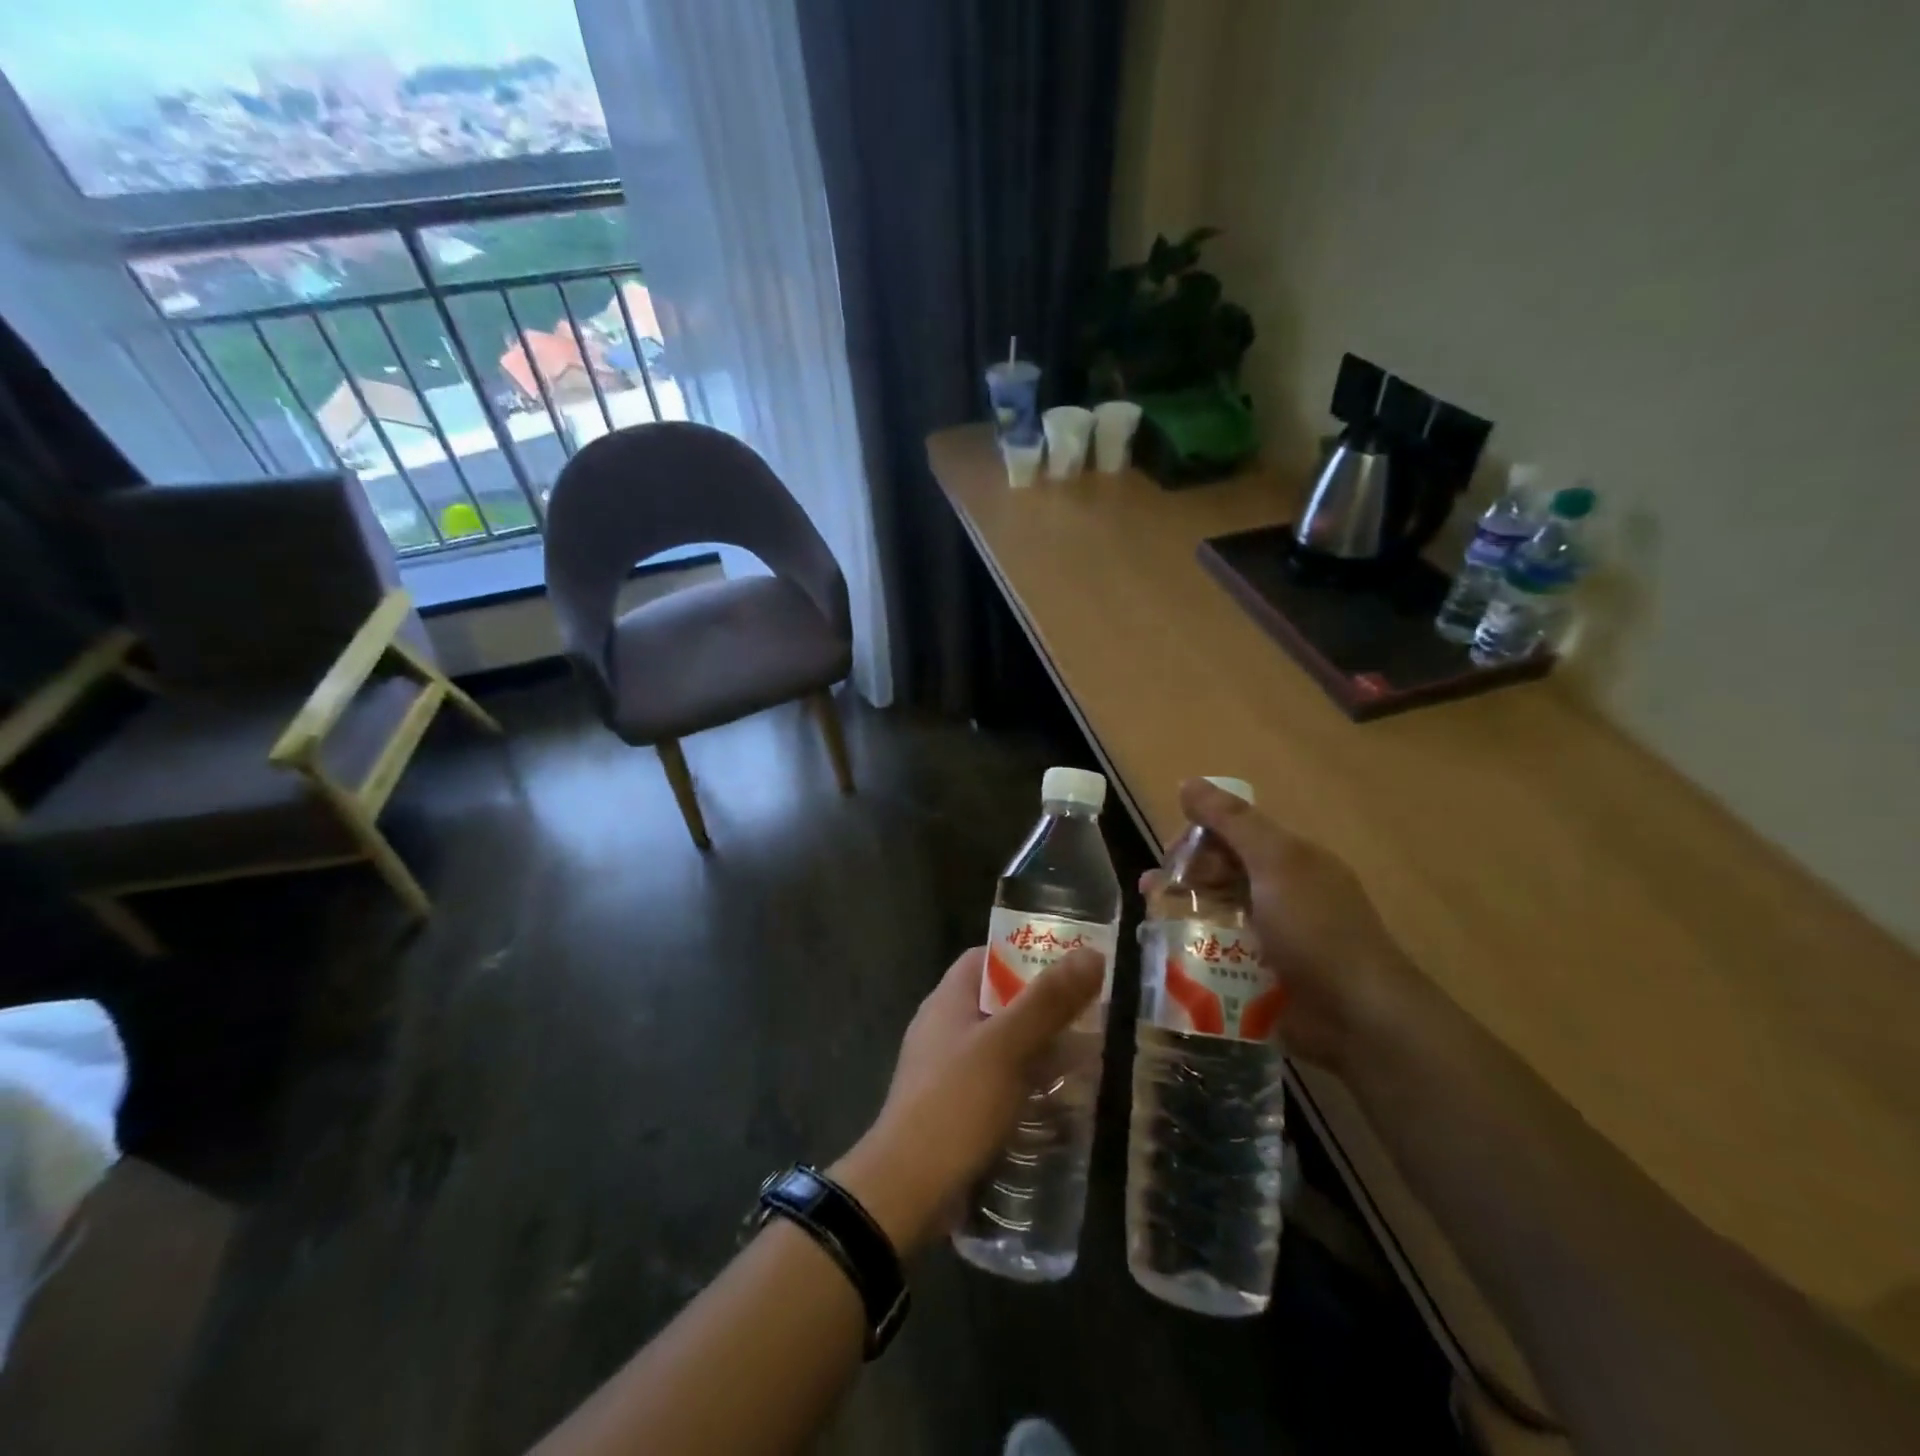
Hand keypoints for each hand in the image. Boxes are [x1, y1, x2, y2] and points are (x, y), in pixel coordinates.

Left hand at [832, 946, 1103, 1253]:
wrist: (907, 1190)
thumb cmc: (956, 1104)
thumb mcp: (1007, 1046)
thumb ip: (1048, 1001)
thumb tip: (1092, 954)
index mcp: (948, 1001)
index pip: (987, 958)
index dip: (1025, 954)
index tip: (1069, 964)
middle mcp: (945, 1028)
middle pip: (999, 1002)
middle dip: (1043, 1007)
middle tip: (1090, 1015)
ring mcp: (949, 1071)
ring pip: (1003, 1046)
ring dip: (1040, 1049)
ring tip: (1088, 1058)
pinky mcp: (957, 1110)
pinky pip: (999, 1084)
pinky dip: (1028, 1085)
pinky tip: (1060, 1103)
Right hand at [1148, 778, 1420, 1071]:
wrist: (1359, 1018)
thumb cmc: (1315, 930)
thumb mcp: (1275, 863)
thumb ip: (1232, 822)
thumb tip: (1188, 783)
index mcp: (1291, 860)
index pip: (1234, 833)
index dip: (1198, 836)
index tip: (1169, 854)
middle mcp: (1282, 892)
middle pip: (1222, 872)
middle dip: (1184, 876)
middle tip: (1151, 892)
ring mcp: (1275, 937)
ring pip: (1218, 913)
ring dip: (1183, 913)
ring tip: (1152, 926)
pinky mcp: (1266, 976)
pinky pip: (1222, 953)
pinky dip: (1196, 950)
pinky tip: (1172, 958)